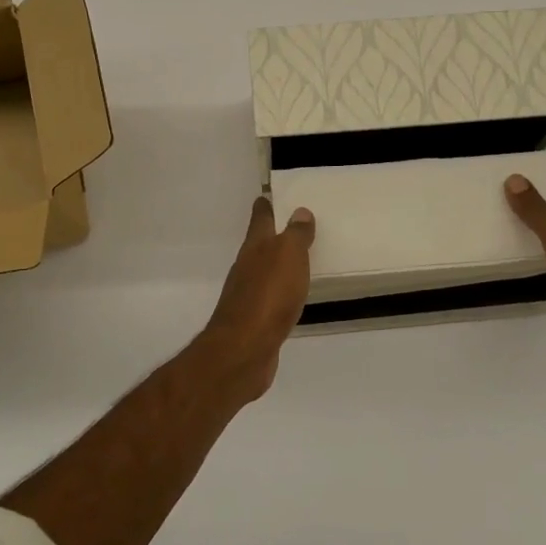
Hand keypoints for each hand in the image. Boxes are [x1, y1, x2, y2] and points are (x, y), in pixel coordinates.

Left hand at [198, 197, 315, 403]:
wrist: (244, 349)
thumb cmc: (268, 295)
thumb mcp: (288, 256)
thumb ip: (295, 234)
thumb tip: (299, 211)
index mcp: (255, 247)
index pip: (260, 218)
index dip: (266, 205)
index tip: (272, 195)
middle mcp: (247, 267)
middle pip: (260, 244)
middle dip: (275, 234)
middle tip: (298, 225)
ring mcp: (248, 295)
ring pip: (266, 271)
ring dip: (279, 264)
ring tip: (301, 259)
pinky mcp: (255, 321)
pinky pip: (272, 298)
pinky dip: (282, 291)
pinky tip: (293, 297)